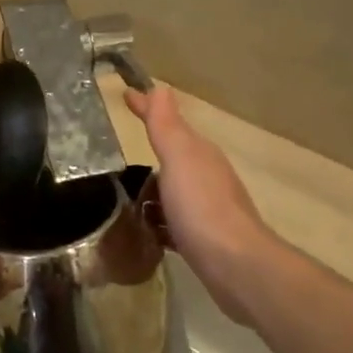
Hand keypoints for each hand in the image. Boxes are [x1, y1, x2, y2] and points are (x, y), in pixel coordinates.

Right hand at [125, 85, 276, 327]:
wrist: (234, 264)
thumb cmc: (202, 206)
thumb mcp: (179, 158)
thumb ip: (167, 126)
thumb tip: (160, 87)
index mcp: (198, 153)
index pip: (167, 122)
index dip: (146, 107)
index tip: (125, 95)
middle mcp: (205, 176)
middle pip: (174, 155)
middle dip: (151, 150)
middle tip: (117, 152)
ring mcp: (205, 208)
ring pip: (173, 189)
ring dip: (152, 187)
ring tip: (123, 192)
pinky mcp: (200, 238)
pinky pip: (172, 220)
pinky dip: (157, 217)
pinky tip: (144, 227)